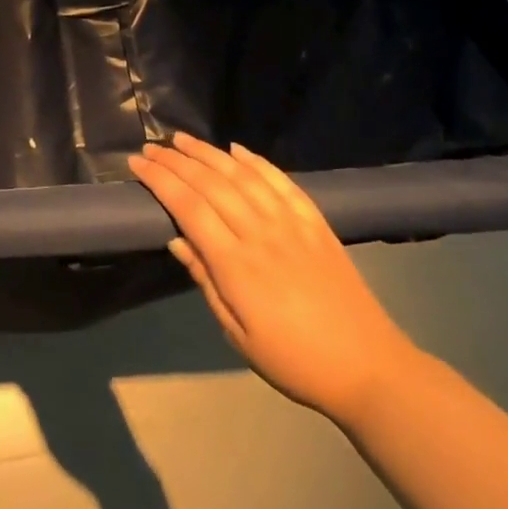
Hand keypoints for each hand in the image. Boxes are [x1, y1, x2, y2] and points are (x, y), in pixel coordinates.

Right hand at [129, 134, 420, 423]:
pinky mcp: (316, 224)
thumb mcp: (237, 334)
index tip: (137, 163)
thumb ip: (205, 281)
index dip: (160, 180)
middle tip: (151, 147)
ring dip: (209, 153)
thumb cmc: (294, 361)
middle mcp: (261, 234)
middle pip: (211, 183)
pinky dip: (257, 161)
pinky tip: (237, 149)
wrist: (371, 369)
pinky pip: (282, 182)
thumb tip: (175, 239)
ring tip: (183, 139)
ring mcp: (292, 225)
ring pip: (243, 175)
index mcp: (237, 264)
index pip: (188, 207)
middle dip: (176, 161)